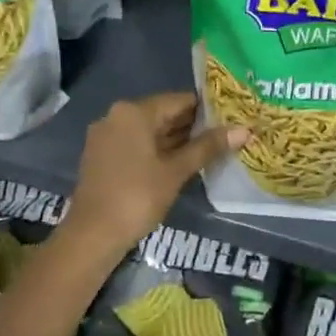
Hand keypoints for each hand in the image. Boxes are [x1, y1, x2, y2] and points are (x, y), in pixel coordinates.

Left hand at [58, 93, 246, 261]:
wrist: (92, 234)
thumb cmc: (137, 197)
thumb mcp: (176, 171)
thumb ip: (207, 147)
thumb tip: (243, 130)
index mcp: (134, 111)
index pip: (178, 101)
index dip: (207, 109)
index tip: (231, 118)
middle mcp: (116, 115)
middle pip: (162, 114)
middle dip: (192, 126)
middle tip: (225, 135)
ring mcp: (106, 135)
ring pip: (148, 131)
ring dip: (175, 140)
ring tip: (209, 149)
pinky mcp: (101, 155)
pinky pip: (135, 144)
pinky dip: (156, 150)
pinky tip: (179, 163)